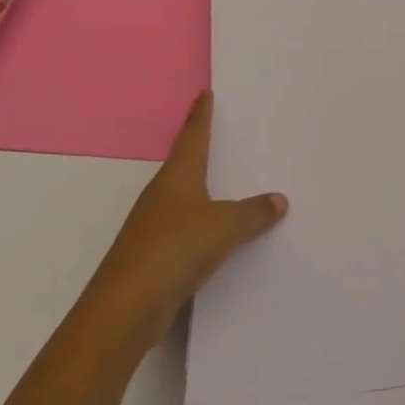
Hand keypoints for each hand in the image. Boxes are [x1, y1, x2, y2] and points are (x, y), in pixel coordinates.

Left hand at [86, 90, 287, 350]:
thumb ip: (254, 212)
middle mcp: (161, 195)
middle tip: (229, 136)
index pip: (192, 135)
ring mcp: (153, 227)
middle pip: (186, 165)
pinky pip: (186, 230)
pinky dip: (204, 227)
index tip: (205, 93)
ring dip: (206, 192)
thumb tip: (279, 200)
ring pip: (185, 200)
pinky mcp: (152, 257)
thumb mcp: (225, 227)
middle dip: (204, 151)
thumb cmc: (174, 249)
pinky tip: (222, 237)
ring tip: (235, 187)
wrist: (124, 311)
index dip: (200, 115)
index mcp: (177, 177)